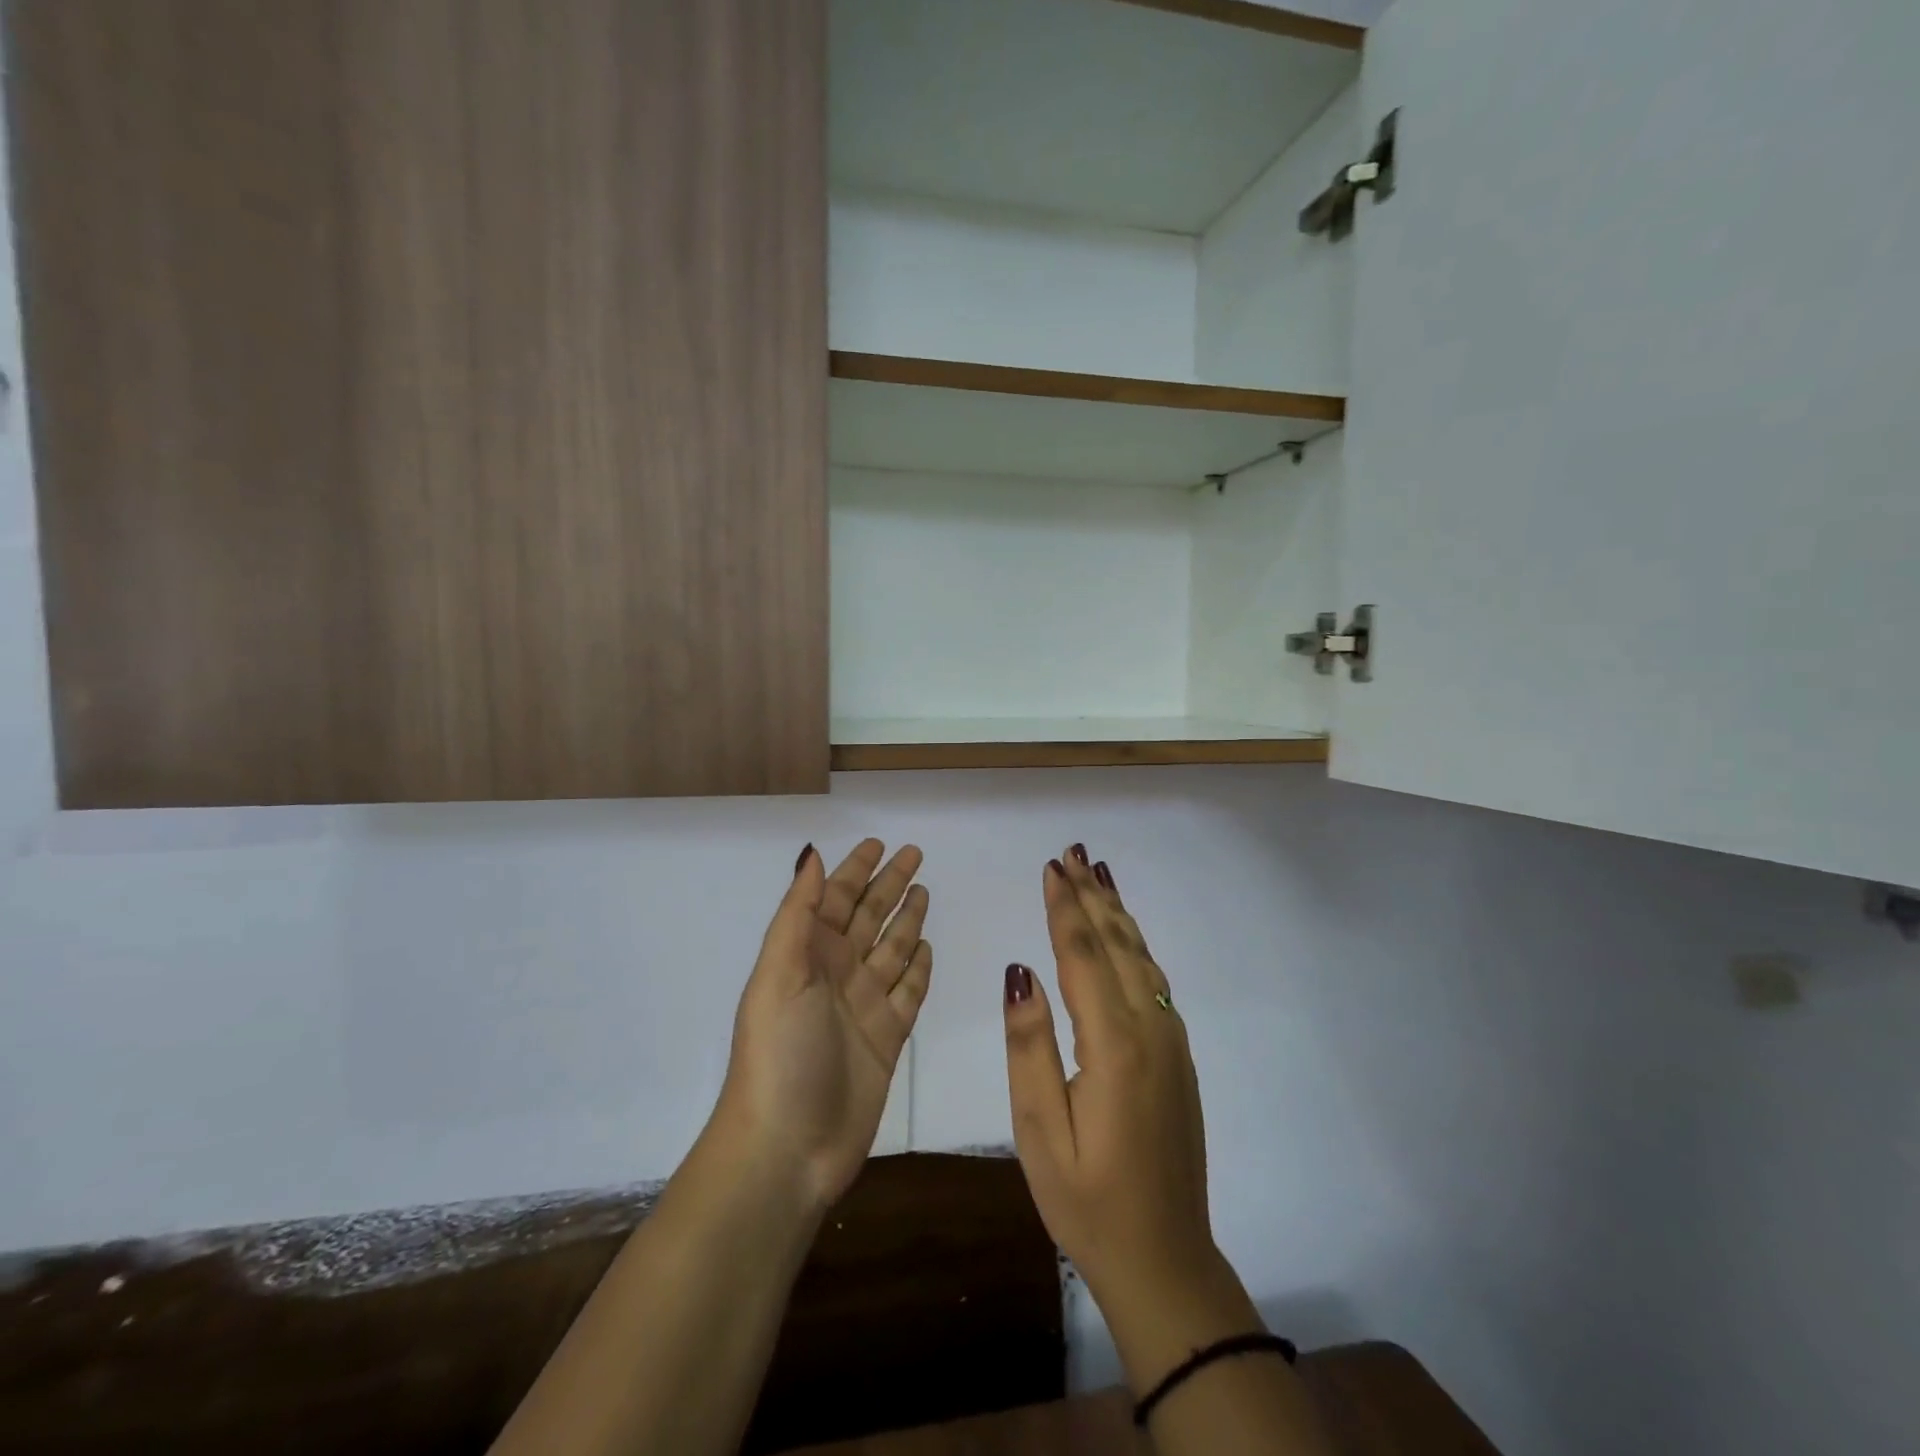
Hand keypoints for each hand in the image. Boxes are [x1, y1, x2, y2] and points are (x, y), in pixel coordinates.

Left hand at [713, 840, 931, 1213]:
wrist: (788, 1147)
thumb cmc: (780, 1052)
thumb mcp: (780, 973)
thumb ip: (798, 914)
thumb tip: (812, 854)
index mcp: (807, 955)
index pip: (835, 899)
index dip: (855, 870)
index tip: (879, 843)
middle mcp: (836, 973)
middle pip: (869, 917)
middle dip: (889, 884)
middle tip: (915, 854)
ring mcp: (863, 1006)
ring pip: (891, 949)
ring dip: (906, 919)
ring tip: (925, 891)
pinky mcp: (887, 1038)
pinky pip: (908, 990)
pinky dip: (918, 968)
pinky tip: (927, 947)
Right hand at [1002, 847, 1261, 1386]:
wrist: (1166, 1260)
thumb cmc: (1087, 1200)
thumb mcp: (1040, 1131)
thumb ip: (1029, 1046)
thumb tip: (1020, 970)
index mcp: (1114, 1046)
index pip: (1082, 957)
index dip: (1064, 909)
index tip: (1050, 868)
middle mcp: (1151, 1031)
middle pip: (1116, 946)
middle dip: (1092, 896)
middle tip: (1074, 853)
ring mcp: (1171, 1043)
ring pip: (1141, 959)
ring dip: (1117, 913)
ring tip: (1099, 875)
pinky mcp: (1178, 1058)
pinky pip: (1153, 981)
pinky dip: (1135, 945)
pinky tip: (1125, 935)